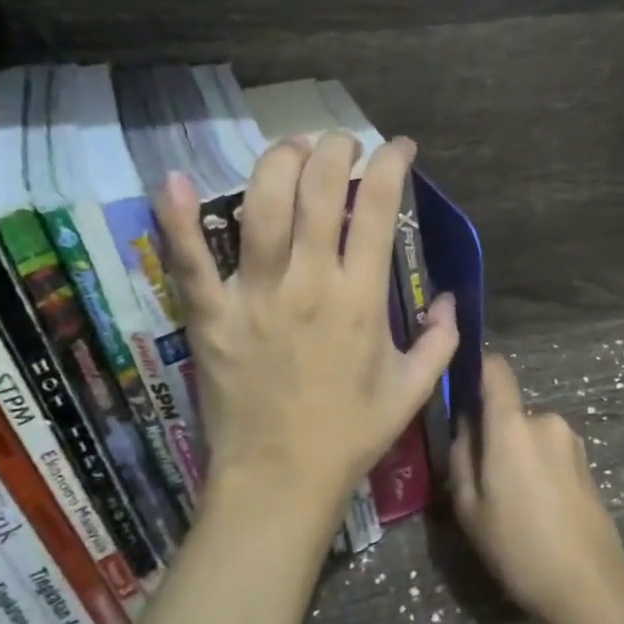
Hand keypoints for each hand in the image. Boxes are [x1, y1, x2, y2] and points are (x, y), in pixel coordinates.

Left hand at [154, 133, 458, 538]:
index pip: (378, 211)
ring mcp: (255, 296)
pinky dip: (177, 220)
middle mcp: (309, 283)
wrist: (281, 480)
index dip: (391, 167)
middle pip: (318, 193)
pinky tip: (173, 180)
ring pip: (261, 209)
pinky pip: (189, 262)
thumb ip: (439, 341)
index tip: (397, 148)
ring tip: (290, 148)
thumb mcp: (412, 391)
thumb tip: (450, 301)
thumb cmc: (350, 435)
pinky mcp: (210, 317)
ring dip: (277, 164)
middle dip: (334, 151)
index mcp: (361, 298)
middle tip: (341, 143)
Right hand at [450, 352, 623, 623]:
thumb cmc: (519, 547)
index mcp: (513, 426)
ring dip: (516, 454)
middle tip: (481, 480)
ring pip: (529, 435)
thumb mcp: (470, 508)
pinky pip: (549, 451)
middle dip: (493, 435)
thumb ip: (461, 455)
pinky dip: (536, 468)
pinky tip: (536, 509)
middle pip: (509, 412)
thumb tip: (465, 424)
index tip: (460, 387)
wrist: (589, 585)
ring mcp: (571, 441)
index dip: (477, 369)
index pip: (496, 370)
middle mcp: (546, 421)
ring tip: (510, 502)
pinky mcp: (586, 462)